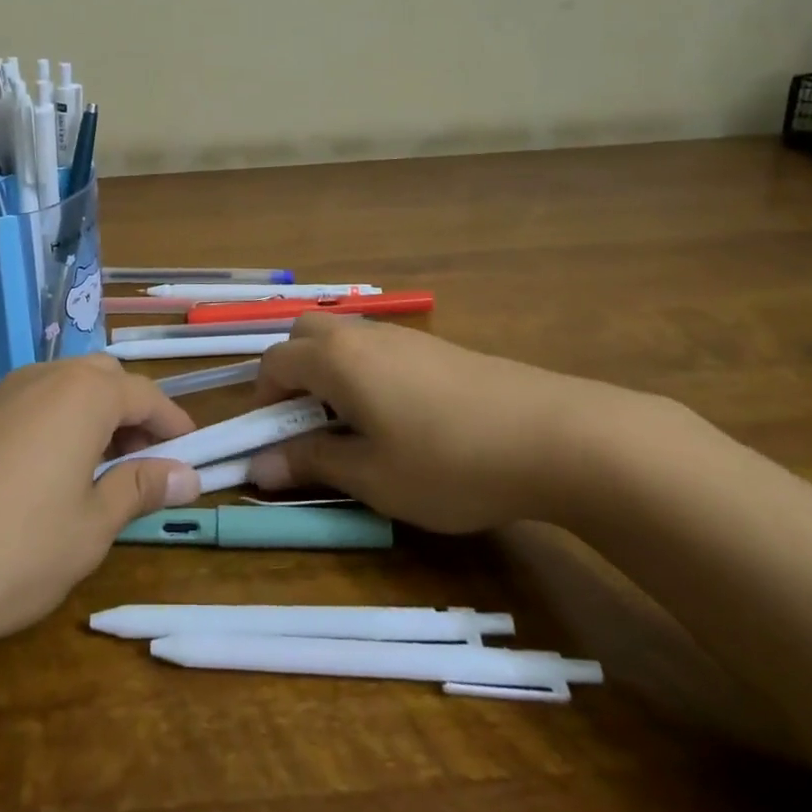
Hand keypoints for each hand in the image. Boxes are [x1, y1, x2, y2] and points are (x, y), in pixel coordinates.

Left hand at [0, 355, 199, 662]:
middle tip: (145, 462)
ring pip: (63, 387)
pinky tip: (45, 472)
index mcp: (83, 394)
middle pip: (103, 379)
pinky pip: (29, 402)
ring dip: (93, 416)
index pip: (145, 395)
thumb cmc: (11, 548)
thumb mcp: (90, 528)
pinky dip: (55, 423)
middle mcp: (43, 376)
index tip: (191, 454)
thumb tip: (188, 475)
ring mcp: (0, 392)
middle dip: (132, 414)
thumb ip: (139, 490)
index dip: (173, 424)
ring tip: (99, 470)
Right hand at [247, 313, 627, 532]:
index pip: (274, 363)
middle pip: (304, 335)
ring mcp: (402, 336)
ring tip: (354, 427)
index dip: (262, 402)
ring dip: (328, 372)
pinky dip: (363, 372)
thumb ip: (311, 463)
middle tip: (308, 425)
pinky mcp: (435, 347)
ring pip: (343, 338)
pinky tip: (399, 417)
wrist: (554, 435)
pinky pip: (377, 348)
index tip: (275, 444)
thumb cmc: (448, 461)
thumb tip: (257, 467)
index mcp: (335, 359)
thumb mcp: (373, 477)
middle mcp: (361, 335)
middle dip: (291, 374)